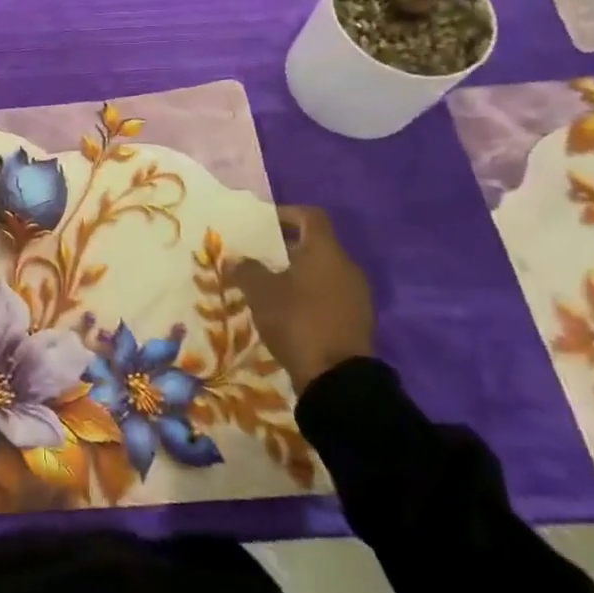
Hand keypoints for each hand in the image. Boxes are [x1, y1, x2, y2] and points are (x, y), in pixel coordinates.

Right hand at [228, 205, 373, 395]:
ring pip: (323, 271)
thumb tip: (237, 259)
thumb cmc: (298, 321)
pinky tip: (287, 310)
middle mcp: (346, 266)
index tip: (262, 224)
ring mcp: (356, 294)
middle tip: (258, 256)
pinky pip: (329, 294)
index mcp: (326, 251)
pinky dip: (309, 295)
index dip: (286, 213)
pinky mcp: (357, 319)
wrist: (337, 378)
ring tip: (269, 285)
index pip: (310, 216)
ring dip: (297, 273)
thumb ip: (247, 269)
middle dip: (286, 247)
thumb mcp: (261, 292)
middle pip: (316, 244)